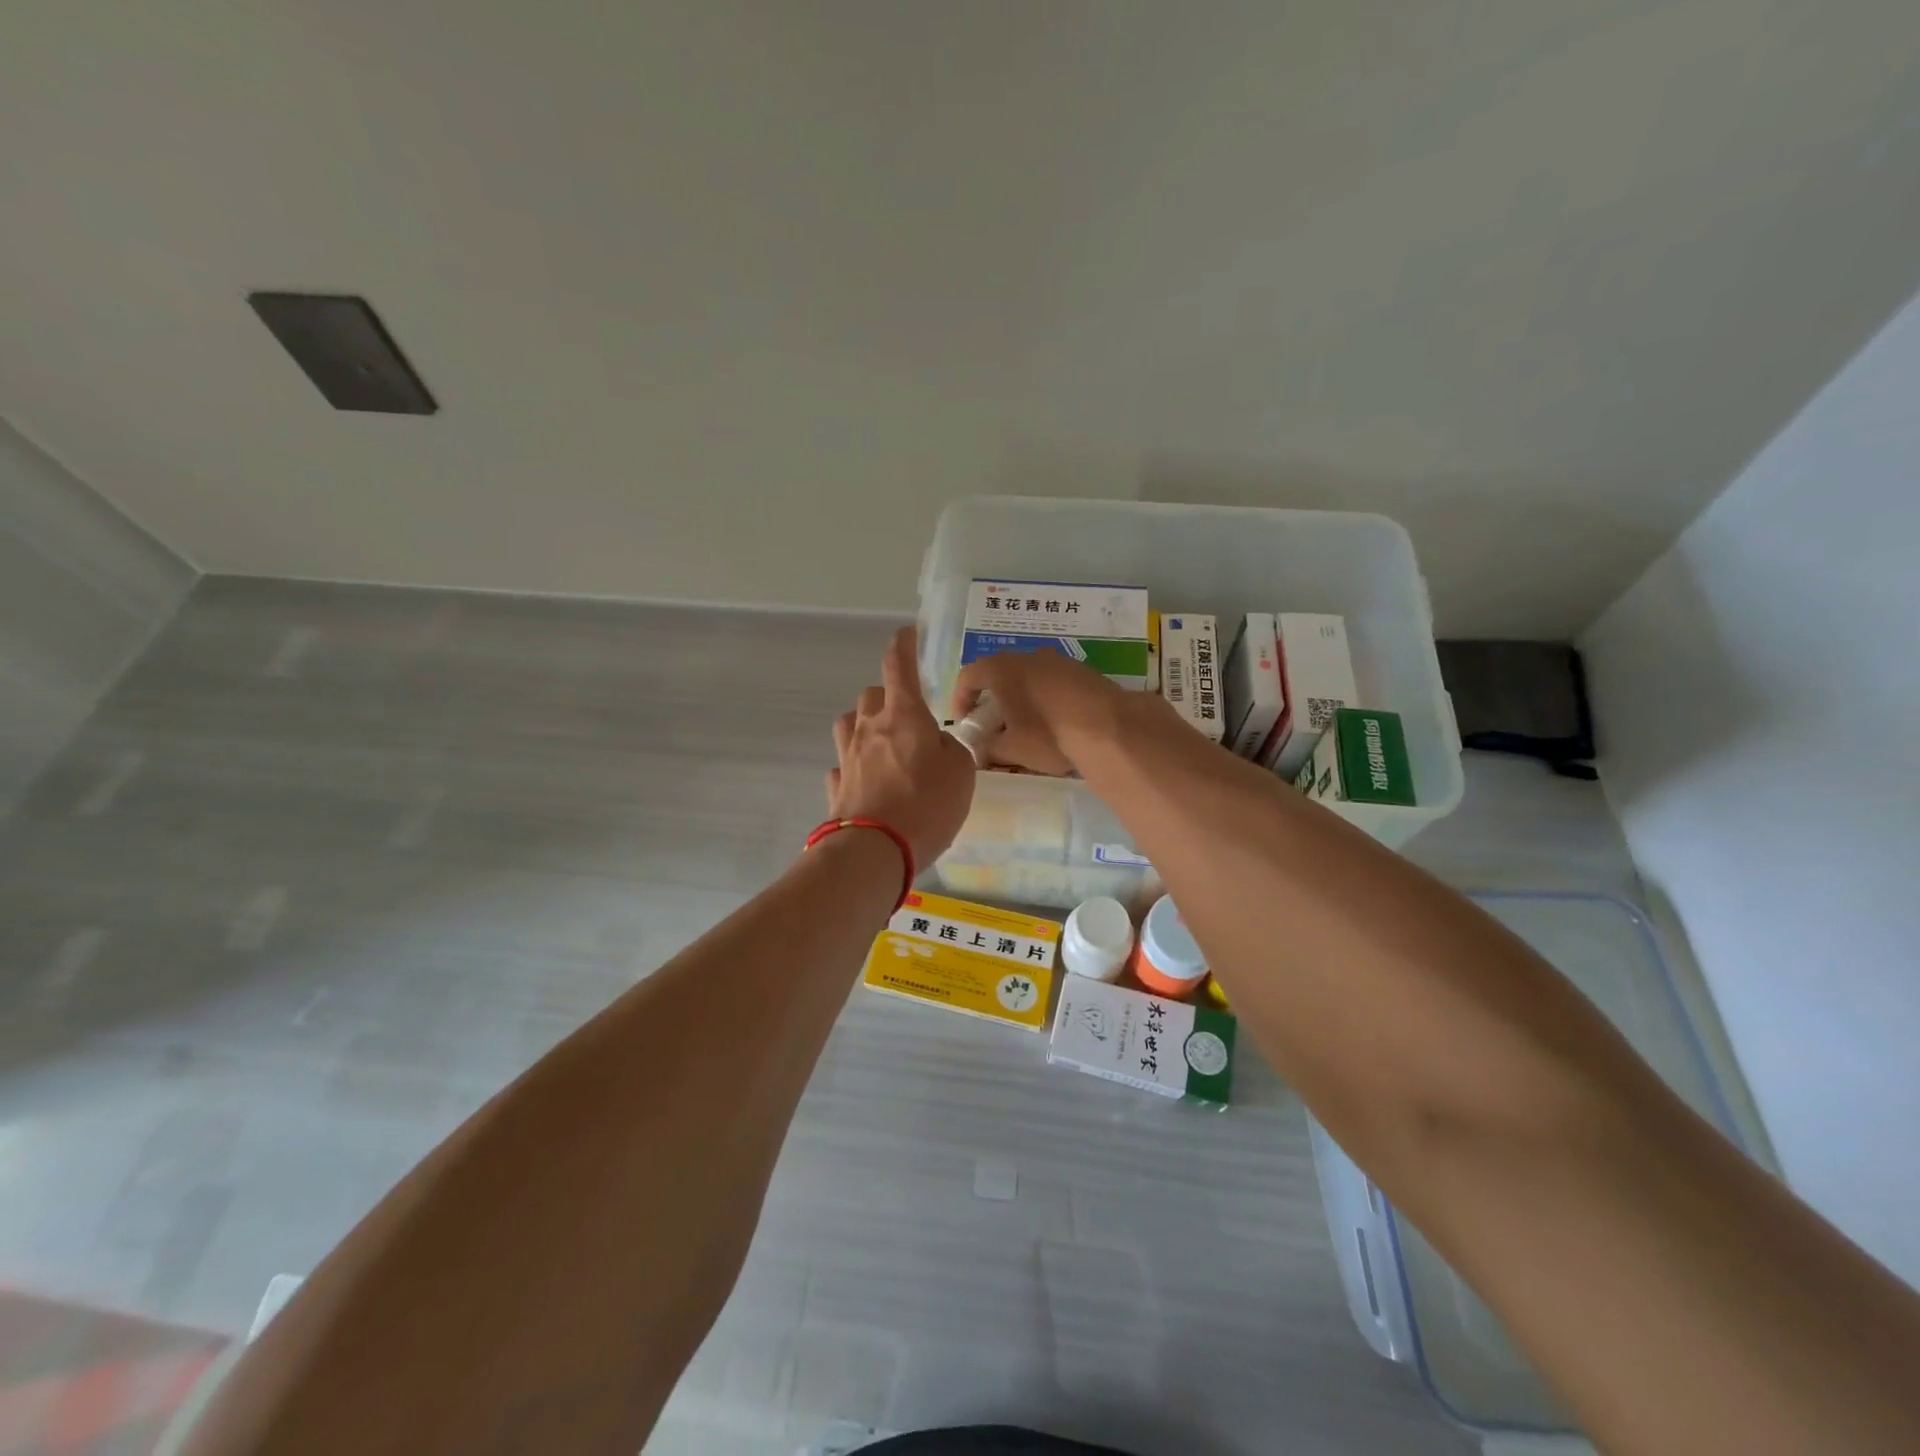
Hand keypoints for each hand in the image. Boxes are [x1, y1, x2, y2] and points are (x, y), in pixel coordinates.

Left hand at [827, 627, 976, 866]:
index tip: (908, 635)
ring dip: (864, 726)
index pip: (899, 665)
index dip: (904, 645)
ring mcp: (847, 756)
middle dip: (887, 696)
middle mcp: (869, 727)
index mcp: (904, 715)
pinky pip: (842, 765)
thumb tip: (939, 744)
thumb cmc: (927, 804)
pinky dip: (853, 767)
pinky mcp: (836, 786)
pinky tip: (865, 782)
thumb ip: (954, 750)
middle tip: (907, 716)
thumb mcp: (962, 773)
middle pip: (871, 694)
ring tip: (883, 745)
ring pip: (849, 724)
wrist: (874, 850)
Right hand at [951, 650, 1126, 776]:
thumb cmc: (1048, 734)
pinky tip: (1054, 722)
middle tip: (994, 725)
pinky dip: (1045, 697)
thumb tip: (979, 752)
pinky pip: (1053, 681)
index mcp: (1001, 669)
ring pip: (1028, 676)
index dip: (961, 699)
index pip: (968, 676)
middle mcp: (1027, 656)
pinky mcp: (1082, 670)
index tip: (965, 722)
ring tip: (1026, 726)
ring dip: (1021, 697)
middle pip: (999, 673)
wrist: (1109, 726)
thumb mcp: (1011, 749)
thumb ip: (988, 749)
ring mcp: (1058, 660)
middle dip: (993, 699)